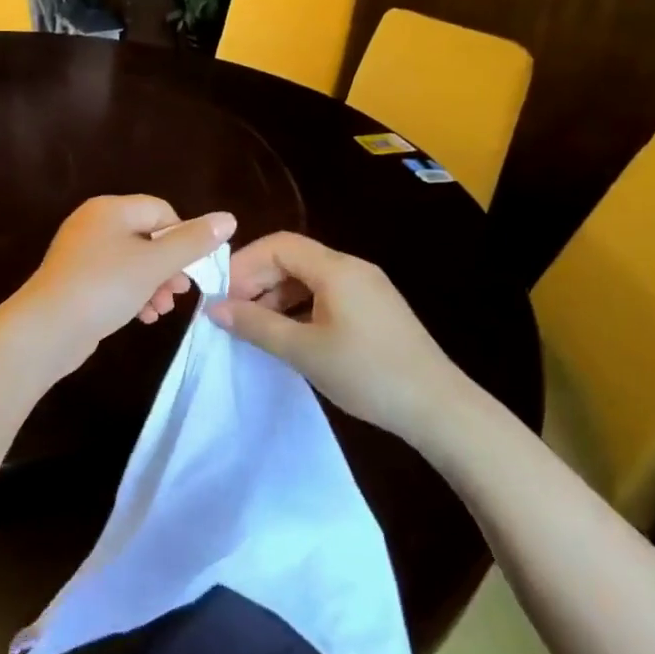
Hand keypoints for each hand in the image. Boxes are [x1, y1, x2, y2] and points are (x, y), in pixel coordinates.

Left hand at [16, 196, 235, 373]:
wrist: (47, 329)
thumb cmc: (104, 287)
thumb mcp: (155, 264)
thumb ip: (193, 241)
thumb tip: (229, 218)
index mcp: (110, 209)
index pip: (161, 211)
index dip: (183, 237)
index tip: (192, 268)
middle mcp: (94, 223)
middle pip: (147, 237)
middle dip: (169, 266)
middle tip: (180, 292)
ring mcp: (82, 253)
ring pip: (132, 262)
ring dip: (153, 284)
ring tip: (162, 309)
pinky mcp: (75, 280)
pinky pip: (114, 280)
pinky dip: (132, 294)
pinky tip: (143, 317)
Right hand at [206, 232, 477, 444]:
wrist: (439, 408)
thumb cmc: (367, 374)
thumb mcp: (304, 351)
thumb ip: (256, 326)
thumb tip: (215, 308)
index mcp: (336, 269)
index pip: (279, 245)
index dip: (245, 265)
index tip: (223, 296)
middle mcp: (352, 268)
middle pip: (293, 258)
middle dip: (258, 281)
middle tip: (234, 315)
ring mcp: (367, 288)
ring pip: (308, 278)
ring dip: (277, 297)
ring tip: (256, 330)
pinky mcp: (374, 309)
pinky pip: (326, 295)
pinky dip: (300, 308)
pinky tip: (289, 336)